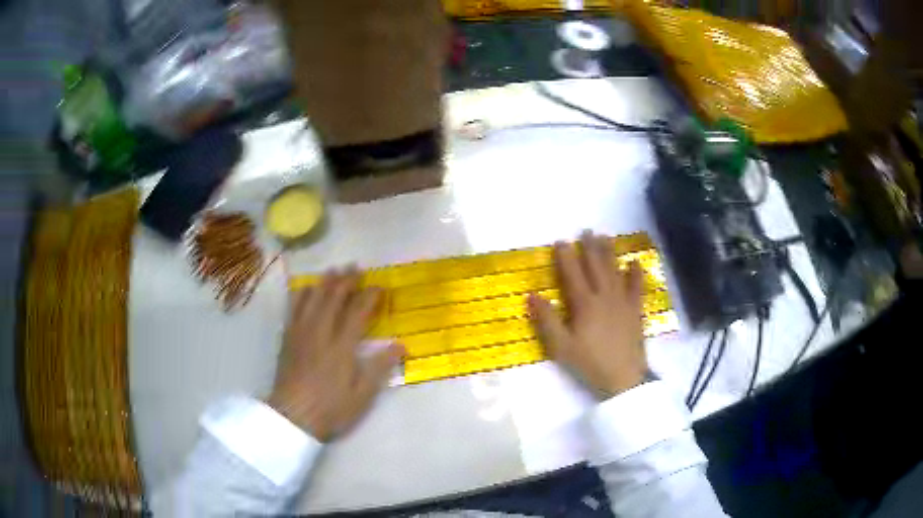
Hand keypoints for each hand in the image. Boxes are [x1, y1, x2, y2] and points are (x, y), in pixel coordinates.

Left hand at [268, 269, 403, 441]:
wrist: (293, 416)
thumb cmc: (331, 408)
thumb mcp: (362, 394)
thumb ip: (380, 367)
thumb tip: (401, 345)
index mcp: (342, 346)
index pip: (358, 312)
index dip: (370, 296)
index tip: (380, 286)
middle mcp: (320, 332)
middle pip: (333, 298)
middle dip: (347, 280)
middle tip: (356, 267)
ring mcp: (301, 333)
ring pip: (312, 298)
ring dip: (324, 282)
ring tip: (334, 270)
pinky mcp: (288, 338)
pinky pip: (293, 308)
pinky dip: (301, 294)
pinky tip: (305, 288)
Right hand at [528, 231, 647, 398]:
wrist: (623, 378)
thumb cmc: (589, 363)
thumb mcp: (561, 347)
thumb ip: (547, 320)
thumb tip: (532, 295)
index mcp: (584, 304)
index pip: (573, 274)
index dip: (566, 256)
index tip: (561, 240)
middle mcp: (605, 296)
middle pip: (596, 266)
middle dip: (589, 247)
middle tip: (585, 230)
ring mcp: (623, 302)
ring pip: (615, 271)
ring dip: (609, 253)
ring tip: (605, 237)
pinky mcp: (635, 310)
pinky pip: (637, 287)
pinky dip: (636, 274)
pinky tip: (635, 262)